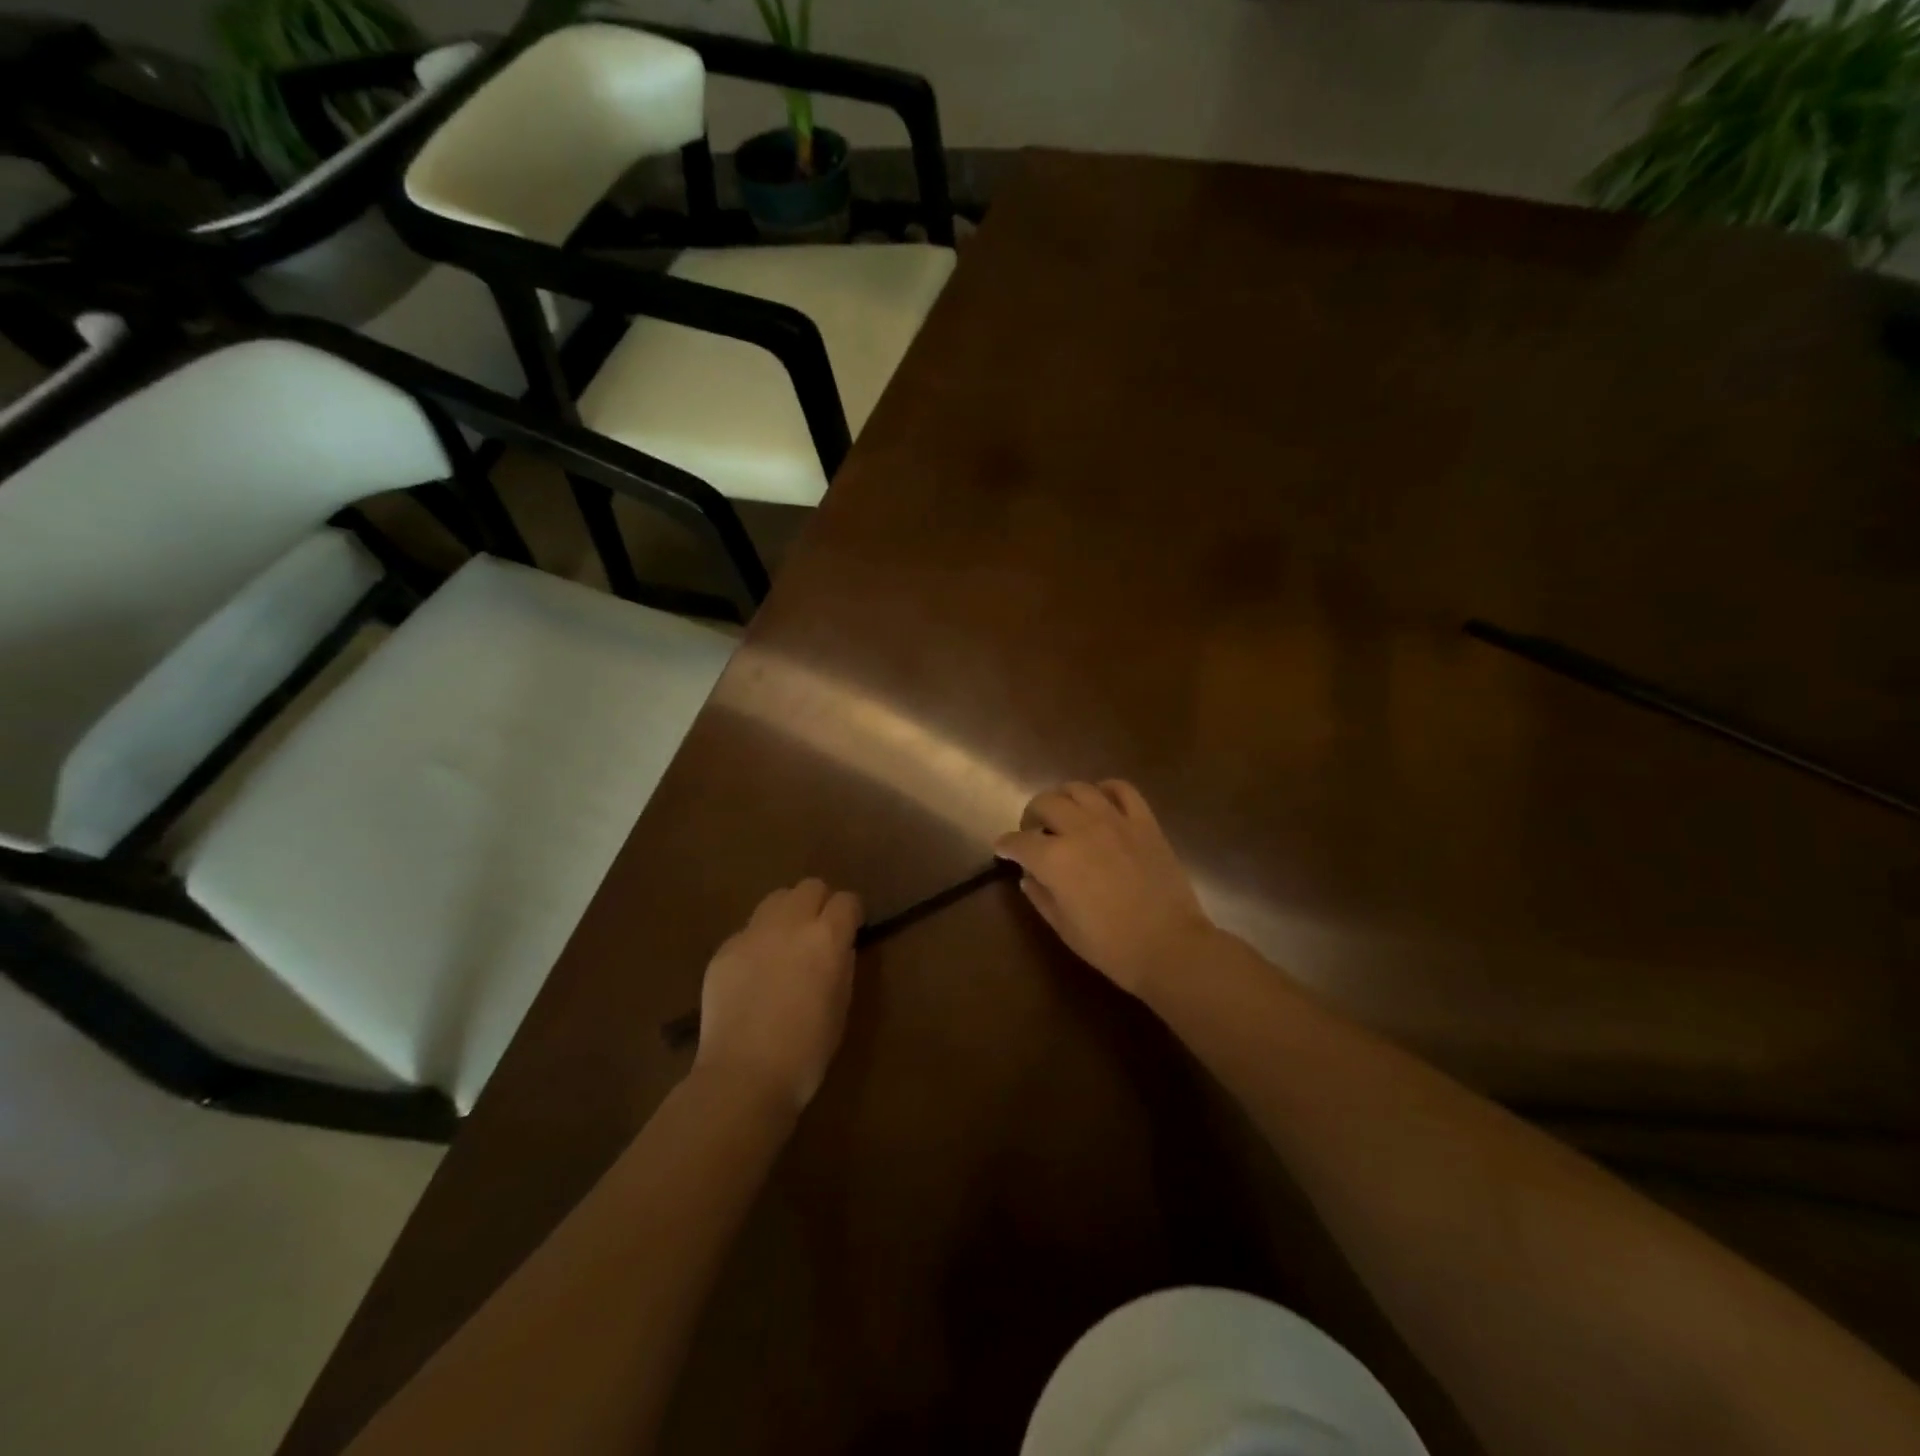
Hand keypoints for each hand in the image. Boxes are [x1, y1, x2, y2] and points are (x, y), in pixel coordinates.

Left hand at [694, 879, 862, 1112]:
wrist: (744, 1075)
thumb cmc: (807, 1050)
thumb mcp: (841, 1005)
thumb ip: (842, 965)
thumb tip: (838, 947)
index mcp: (827, 938)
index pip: (847, 900)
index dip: (851, 914)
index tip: (851, 929)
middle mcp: (790, 923)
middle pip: (810, 887)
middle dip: (820, 903)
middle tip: (818, 932)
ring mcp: (752, 933)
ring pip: (776, 899)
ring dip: (788, 913)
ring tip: (785, 944)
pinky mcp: (724, 949)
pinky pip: (748, 930)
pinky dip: (758, 941)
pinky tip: (755, 974)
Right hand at [993, 781, 1216, 995]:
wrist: (1170, 946)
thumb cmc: (1111, 946)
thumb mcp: (1064, 928)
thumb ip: (1040, 897)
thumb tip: (1028, 877)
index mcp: (1054, 859)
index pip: (1018, 841)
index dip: (1006, 845)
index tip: (1002, 849)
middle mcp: (1080, 830)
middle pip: (1045, 803)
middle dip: (1031, 815)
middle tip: (1033, 831)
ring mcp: (1114, 821)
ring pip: (1079, 788)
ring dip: (1063, 797)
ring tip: (1064, 813)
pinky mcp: (1144, 822)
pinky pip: (1122, 790)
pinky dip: (1106, 790)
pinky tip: (1101, 802)